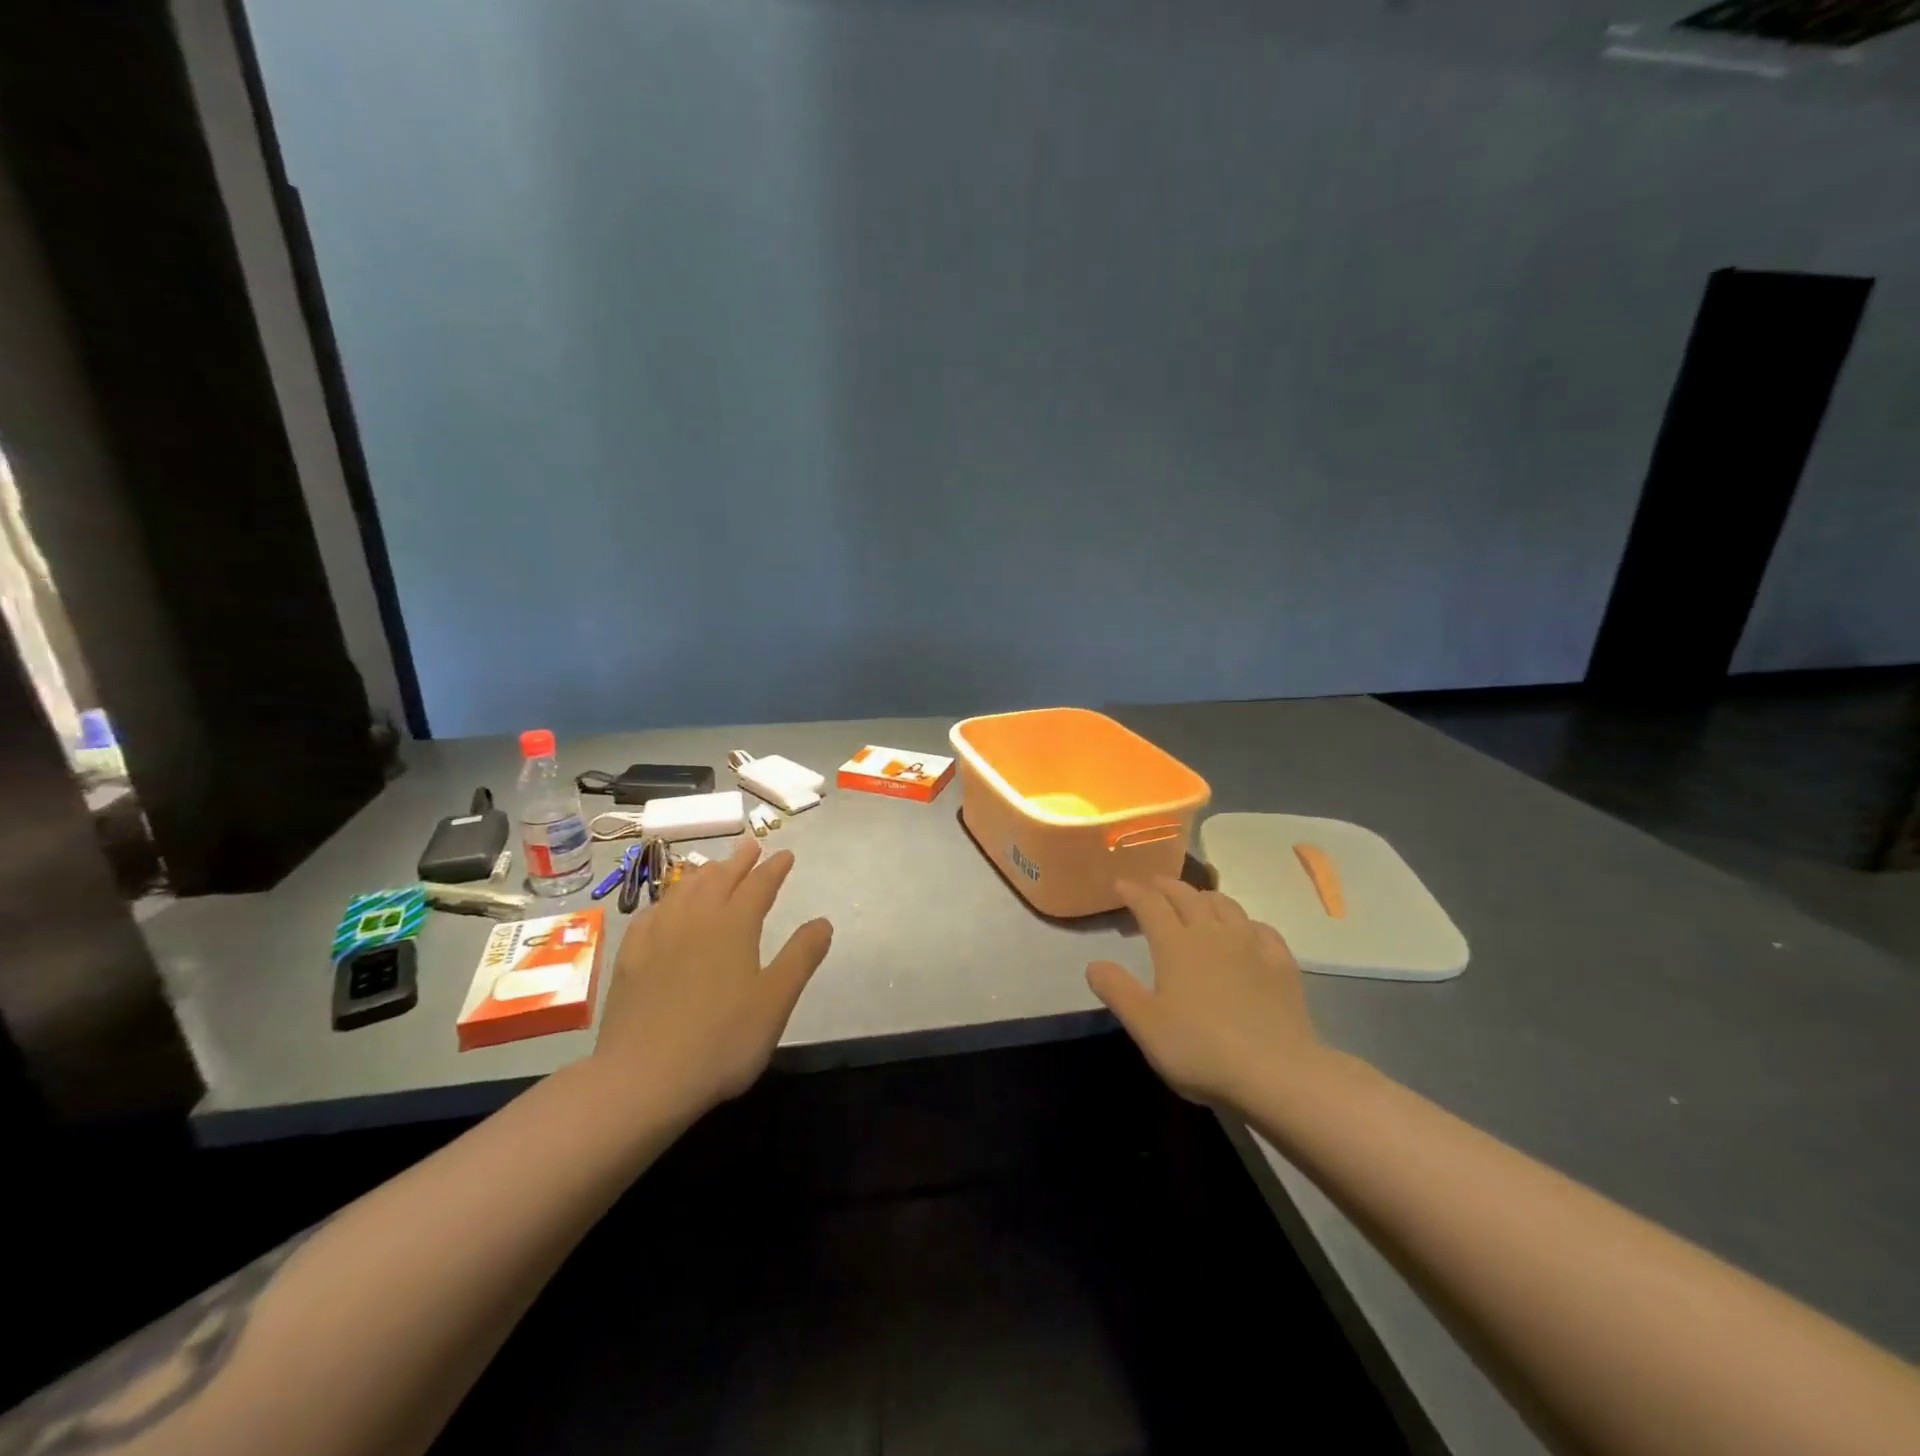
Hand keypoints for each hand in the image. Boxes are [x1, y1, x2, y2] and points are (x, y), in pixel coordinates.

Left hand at [592, 839, 832, 1117]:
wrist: (642, 1079)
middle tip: (751, 845)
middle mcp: (695, 919)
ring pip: (683, 890)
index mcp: (734, 926)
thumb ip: (801, 957)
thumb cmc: (721, 1041)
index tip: (786, 854)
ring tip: (713, 866)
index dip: (774, 868)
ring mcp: (658, 936)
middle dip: (739, 861)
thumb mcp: (776, 1001)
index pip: (759, 885)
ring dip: (704, 873)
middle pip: (719, 879)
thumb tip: (823, 921)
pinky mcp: (630, 957)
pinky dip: (667, 899)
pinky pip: (651, 913)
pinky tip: (666, 906)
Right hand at [1087, 877, 1324, 1110]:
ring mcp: (1251, 945)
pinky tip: (1246, 931)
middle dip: (1166, 886)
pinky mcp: (1281, 964)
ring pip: (1226, 905)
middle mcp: (1212, 933)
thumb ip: (1117, 991)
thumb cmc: (1200, 1049)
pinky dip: (1246, 922)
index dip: (1133, 891)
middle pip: (1187, 896)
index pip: (1150, 904)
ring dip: (1205, 897)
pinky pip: (1262, 929)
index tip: (1120, 884)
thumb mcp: (1145, 1025)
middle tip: (1153, 886)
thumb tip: (1093, 964)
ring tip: (1196, 901)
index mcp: (1175, 944)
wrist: (1276, 1073)